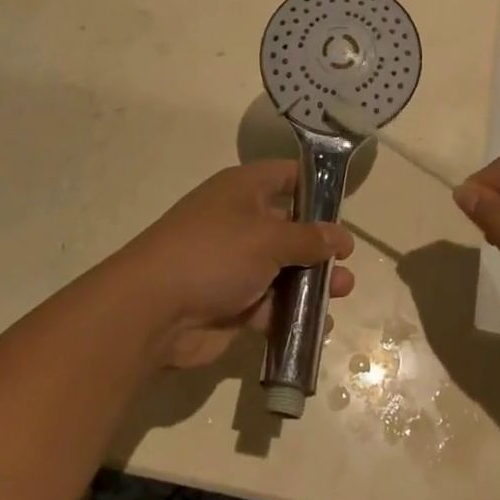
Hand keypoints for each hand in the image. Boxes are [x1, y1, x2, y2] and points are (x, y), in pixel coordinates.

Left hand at [108, 161, 354, 369]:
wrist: (152, 311)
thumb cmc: (214, 254)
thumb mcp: (268, 238)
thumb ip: (309, 238)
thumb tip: (341, 236)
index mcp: (242, 190)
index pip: (286, 176)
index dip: (316, 185)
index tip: (345, 203)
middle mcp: (239, 221)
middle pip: (289, 226)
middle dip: (320, 244)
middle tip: (347, 261)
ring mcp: (235, 264)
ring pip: (284, 269)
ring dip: (312, 281)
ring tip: (343, 291)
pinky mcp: (232, 303)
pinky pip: (271, 305)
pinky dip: (292, 313)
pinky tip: (320, 323)